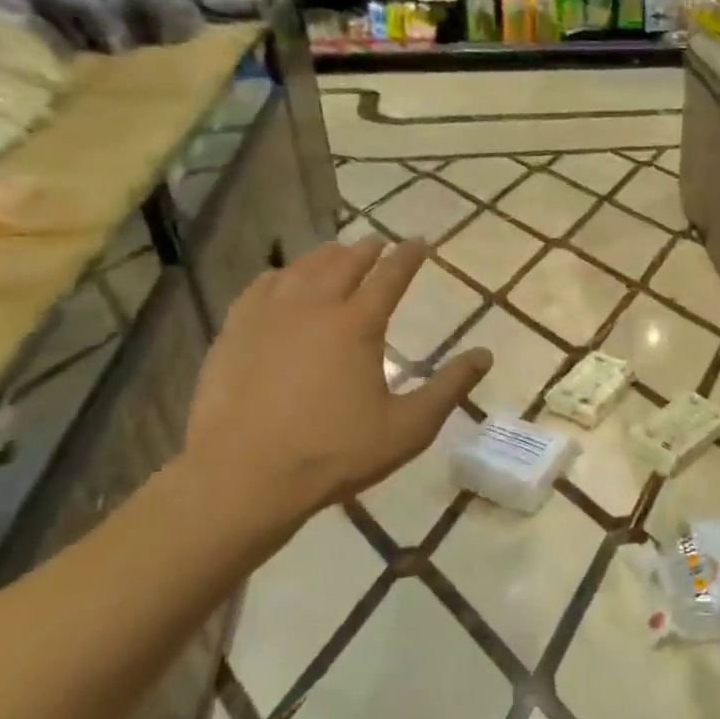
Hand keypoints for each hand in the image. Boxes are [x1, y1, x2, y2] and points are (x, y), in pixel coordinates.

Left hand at [181, 239, 490, 536]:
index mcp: (358, 325)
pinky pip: (260, 288)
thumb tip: (485, 355)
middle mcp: (314, 307)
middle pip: (343, 264)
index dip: (409, 256)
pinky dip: (280, 276)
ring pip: (301, 270)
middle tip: (378, 243)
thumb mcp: (409, 427)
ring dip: (325, 257)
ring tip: (336, 253)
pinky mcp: (234, 333)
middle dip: (366, 250)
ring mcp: (268, 317)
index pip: (390, 276)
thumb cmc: (335, 452)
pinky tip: (281, 280)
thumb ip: (450, 388)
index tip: (421, 242)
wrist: (244, 476)